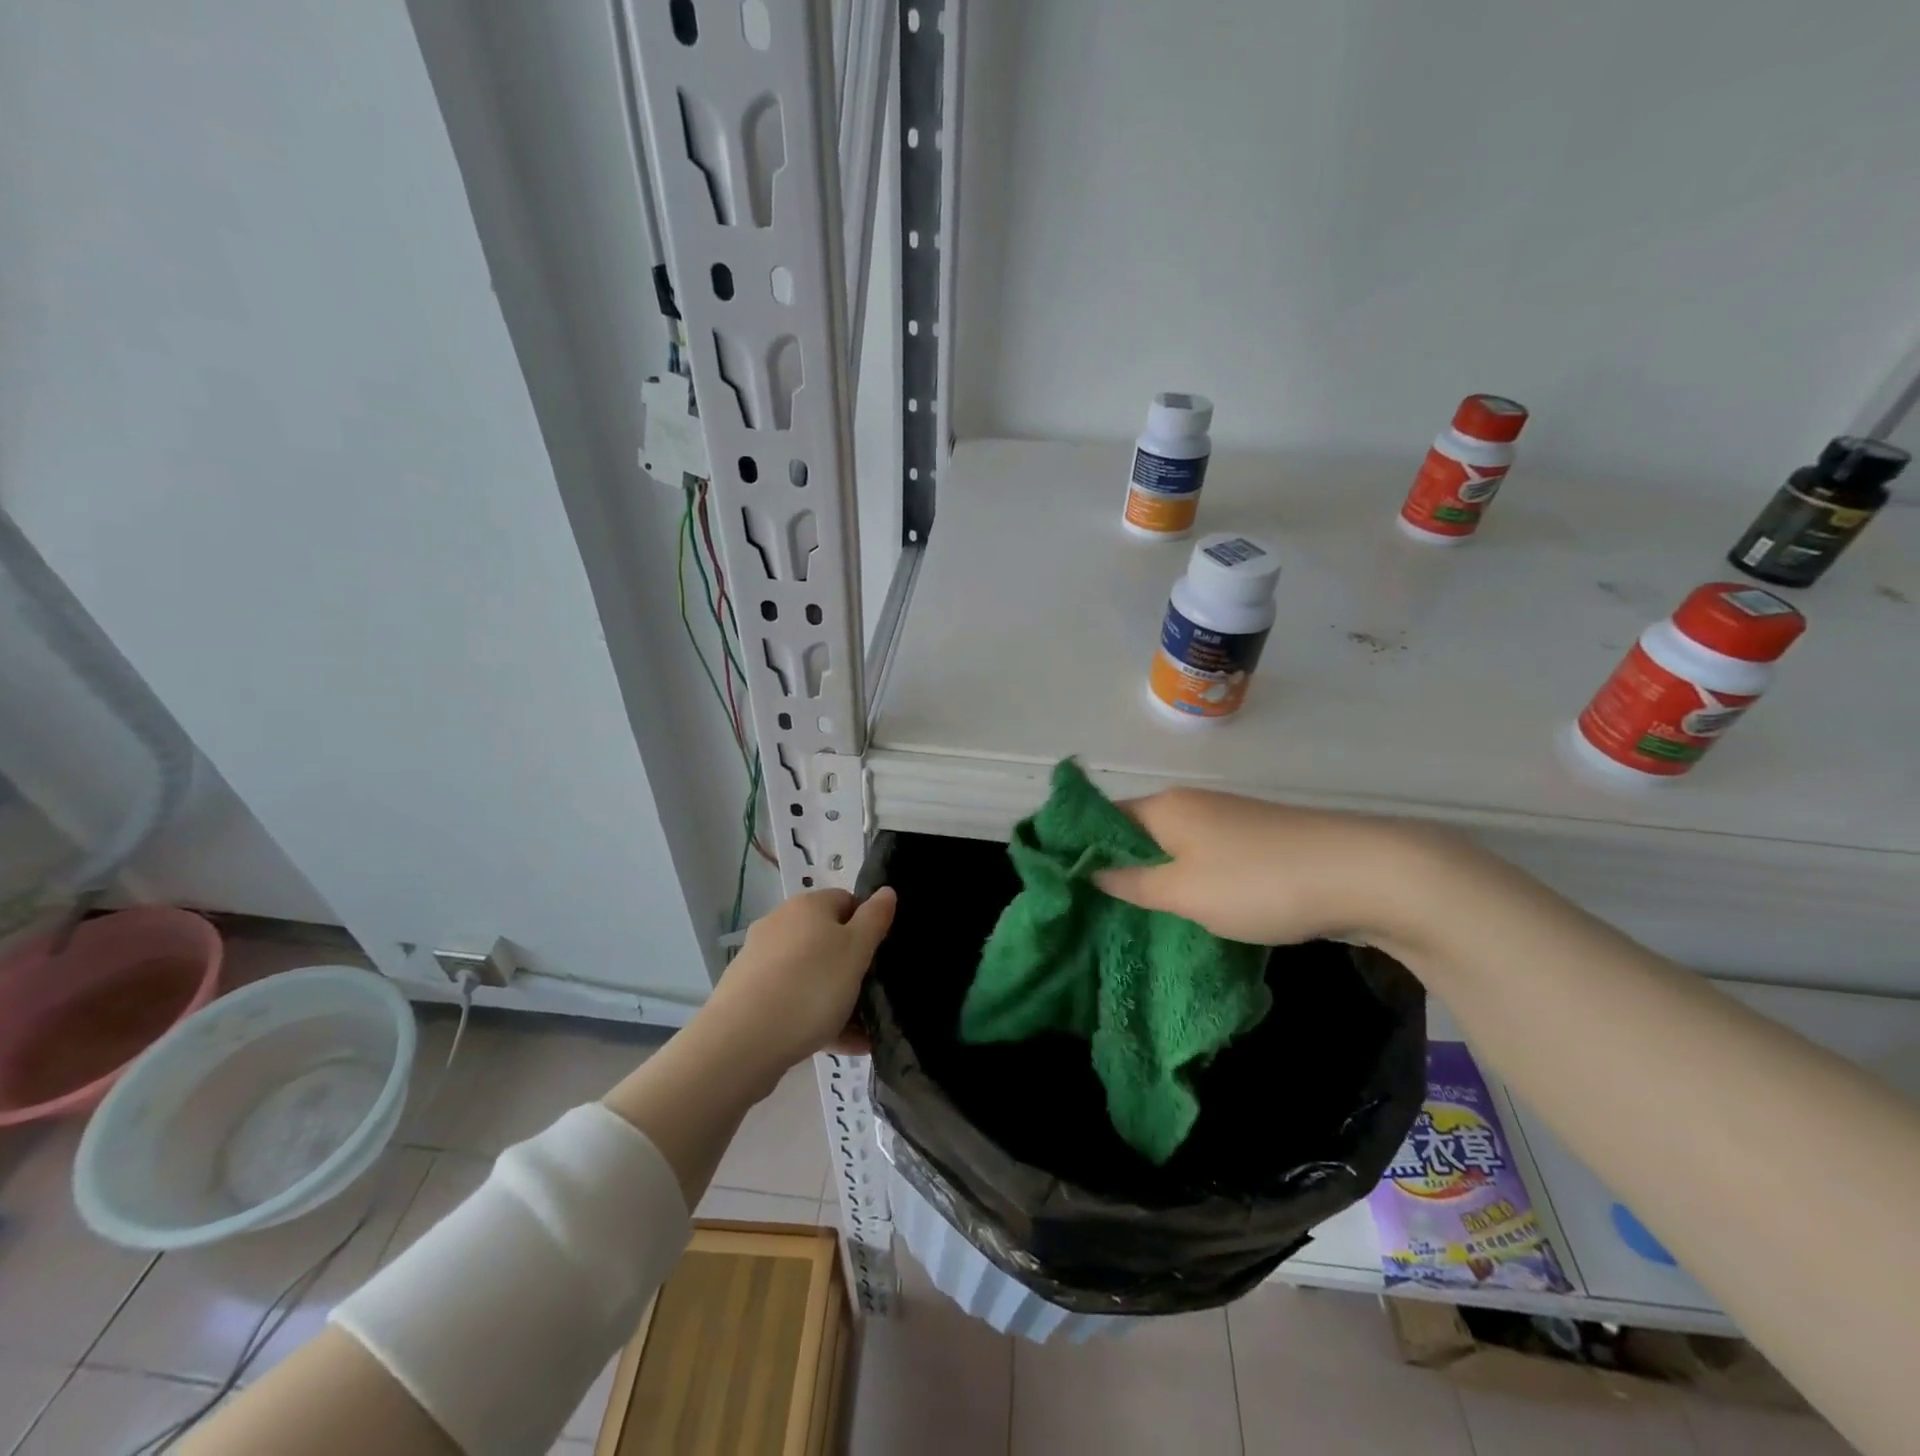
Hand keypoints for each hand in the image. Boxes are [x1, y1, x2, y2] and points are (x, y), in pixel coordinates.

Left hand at [702, 887, 897, 1075]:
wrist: (741, 1042)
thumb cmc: (810, 987)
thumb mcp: (856, 951)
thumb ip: (874, 919)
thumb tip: (886, 891)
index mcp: (807, 906)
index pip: (847, 901)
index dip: (868, 925)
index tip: (881, 955)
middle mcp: (780, 925)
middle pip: (827, 939)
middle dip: (852, 968)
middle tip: (872, 996)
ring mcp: (761, 960)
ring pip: (811, 974)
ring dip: (836, 998)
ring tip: (861, 1033)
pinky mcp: (748, 994)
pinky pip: (792, 999)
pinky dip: (814, 1017)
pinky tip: (836, 1045)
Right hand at [1093, 788, 1442, 946]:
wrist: (1365, 874)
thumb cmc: (1258, 882)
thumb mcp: (1184, 891)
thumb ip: (1132, 883)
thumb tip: (1087, 870)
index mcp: (1166, 808)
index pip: (1103, 817)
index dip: (1079, 846)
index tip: (1060, 884)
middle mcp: (1192, 807)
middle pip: (1137, 834)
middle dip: (1115, 869)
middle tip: (1090, 912)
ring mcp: (1228, 824)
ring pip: (1174, 851)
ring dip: (1154, 881)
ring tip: (1131, 921)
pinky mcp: (1258, 845)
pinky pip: (1205, 862)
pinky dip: (1189, 885)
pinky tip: (1186, 916)